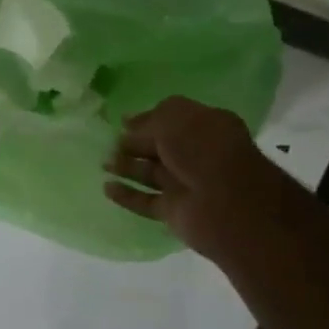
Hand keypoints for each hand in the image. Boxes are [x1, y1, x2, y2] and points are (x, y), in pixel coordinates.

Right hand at [104, 97, 262, 257]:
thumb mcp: (175, 117)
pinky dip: (126, 195)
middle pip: (159, 148)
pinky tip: (106, 188)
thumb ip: (150, 118)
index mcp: (205, 127)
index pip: (171, 120)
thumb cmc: (203, 149)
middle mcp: (197, 155)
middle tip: (107, 143)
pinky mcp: (174, 211)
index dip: (147, 120)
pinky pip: (145, 201)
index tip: (121, 122)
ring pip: (150, 174)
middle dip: (133, 144)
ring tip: (102, 163)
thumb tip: (128, 123)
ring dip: (126, 167)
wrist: (227, 204)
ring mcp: (186, 185)